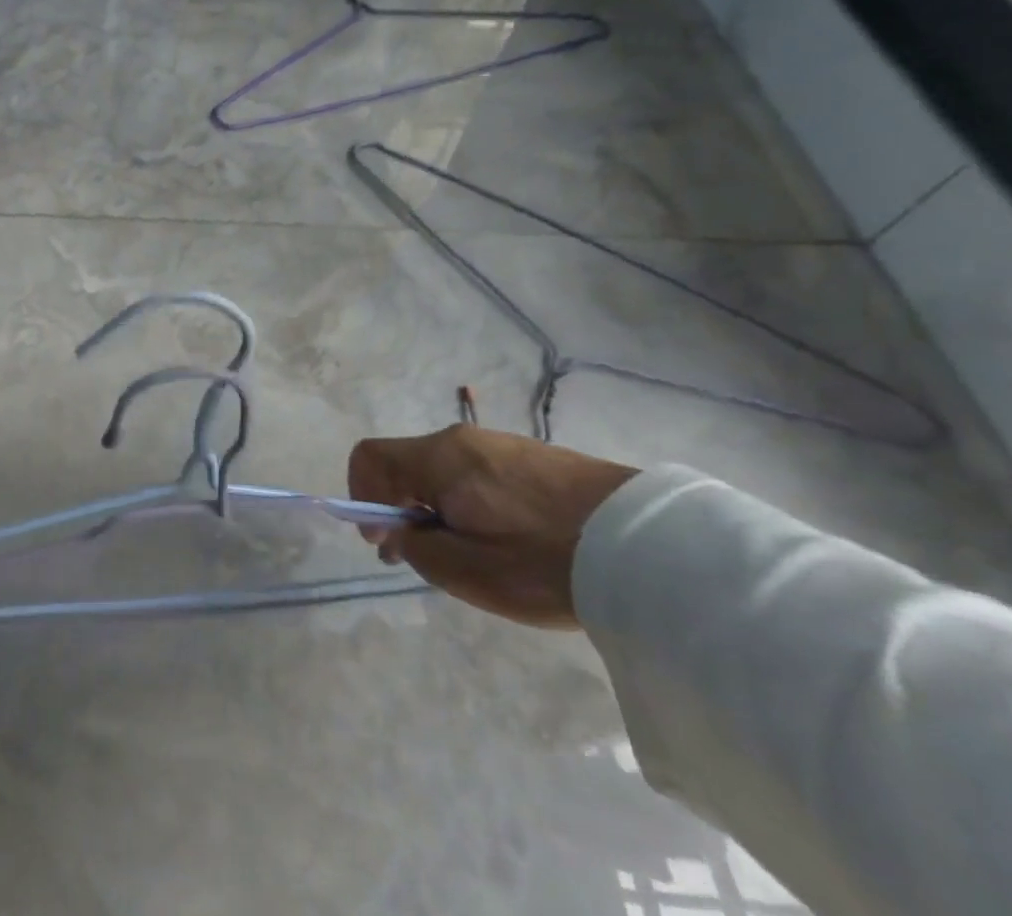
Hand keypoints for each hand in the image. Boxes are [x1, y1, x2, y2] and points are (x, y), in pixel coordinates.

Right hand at [348, 425, 636, 627]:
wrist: (650, 548)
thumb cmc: (543, 562)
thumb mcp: (466, 572)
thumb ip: (415, 548)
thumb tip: (399, 530)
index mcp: (437, 458)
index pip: (369, 457)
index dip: (362, 497)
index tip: (386, 540)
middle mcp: (461, 440)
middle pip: (406, 464)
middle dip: (402, 508)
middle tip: (427, 557)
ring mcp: (500, 444)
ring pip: (444, 471)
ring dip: (439, 508)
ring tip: (474, 555)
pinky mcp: (533, 457)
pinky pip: (479, 474)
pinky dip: (472, 503)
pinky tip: (509, 542)